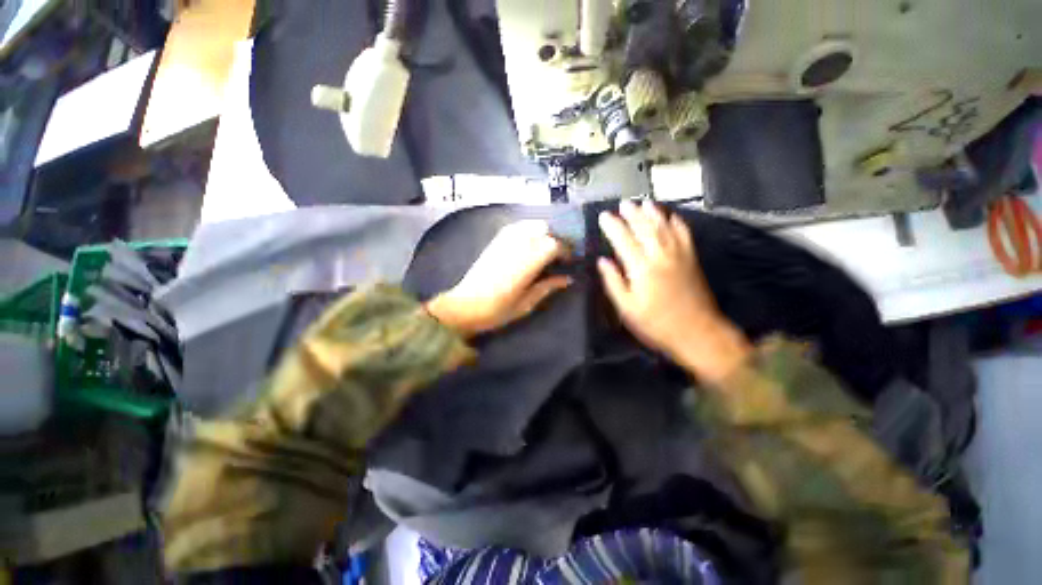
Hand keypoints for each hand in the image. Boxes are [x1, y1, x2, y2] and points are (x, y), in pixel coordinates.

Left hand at [426, 220, 571, 337]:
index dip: (567, 251)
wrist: (464, 306)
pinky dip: (529, 230)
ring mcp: (505, 239)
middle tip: (559, 255)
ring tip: (546, 249)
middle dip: (557, 239)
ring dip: (544, 233)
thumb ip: (548, 287)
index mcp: (527, 261)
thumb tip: (568, 278)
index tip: (570, 261)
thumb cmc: (497, 310)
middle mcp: (518, 244)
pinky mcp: (496, 240)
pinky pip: (518, 226)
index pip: (555, 244)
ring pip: (532, 224)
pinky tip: (530, 244)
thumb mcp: (527, 303)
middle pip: (545, 228)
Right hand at [597, 200, 750, 382]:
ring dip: (653, 213)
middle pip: (645, 228)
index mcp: (642, 269)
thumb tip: (603, 261)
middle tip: (623, 204)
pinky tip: (671, 216)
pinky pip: (684, 234)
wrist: (697, 332)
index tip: (604, 216)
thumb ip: (614, 282)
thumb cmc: (656, 324)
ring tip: (644, 203)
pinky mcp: (692, 259)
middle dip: (632, 214)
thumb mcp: (627, 308)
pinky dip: (677, 223)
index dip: (613, 226)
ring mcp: (679, 256)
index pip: (623, 240)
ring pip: (664, 227)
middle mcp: (660, 256)